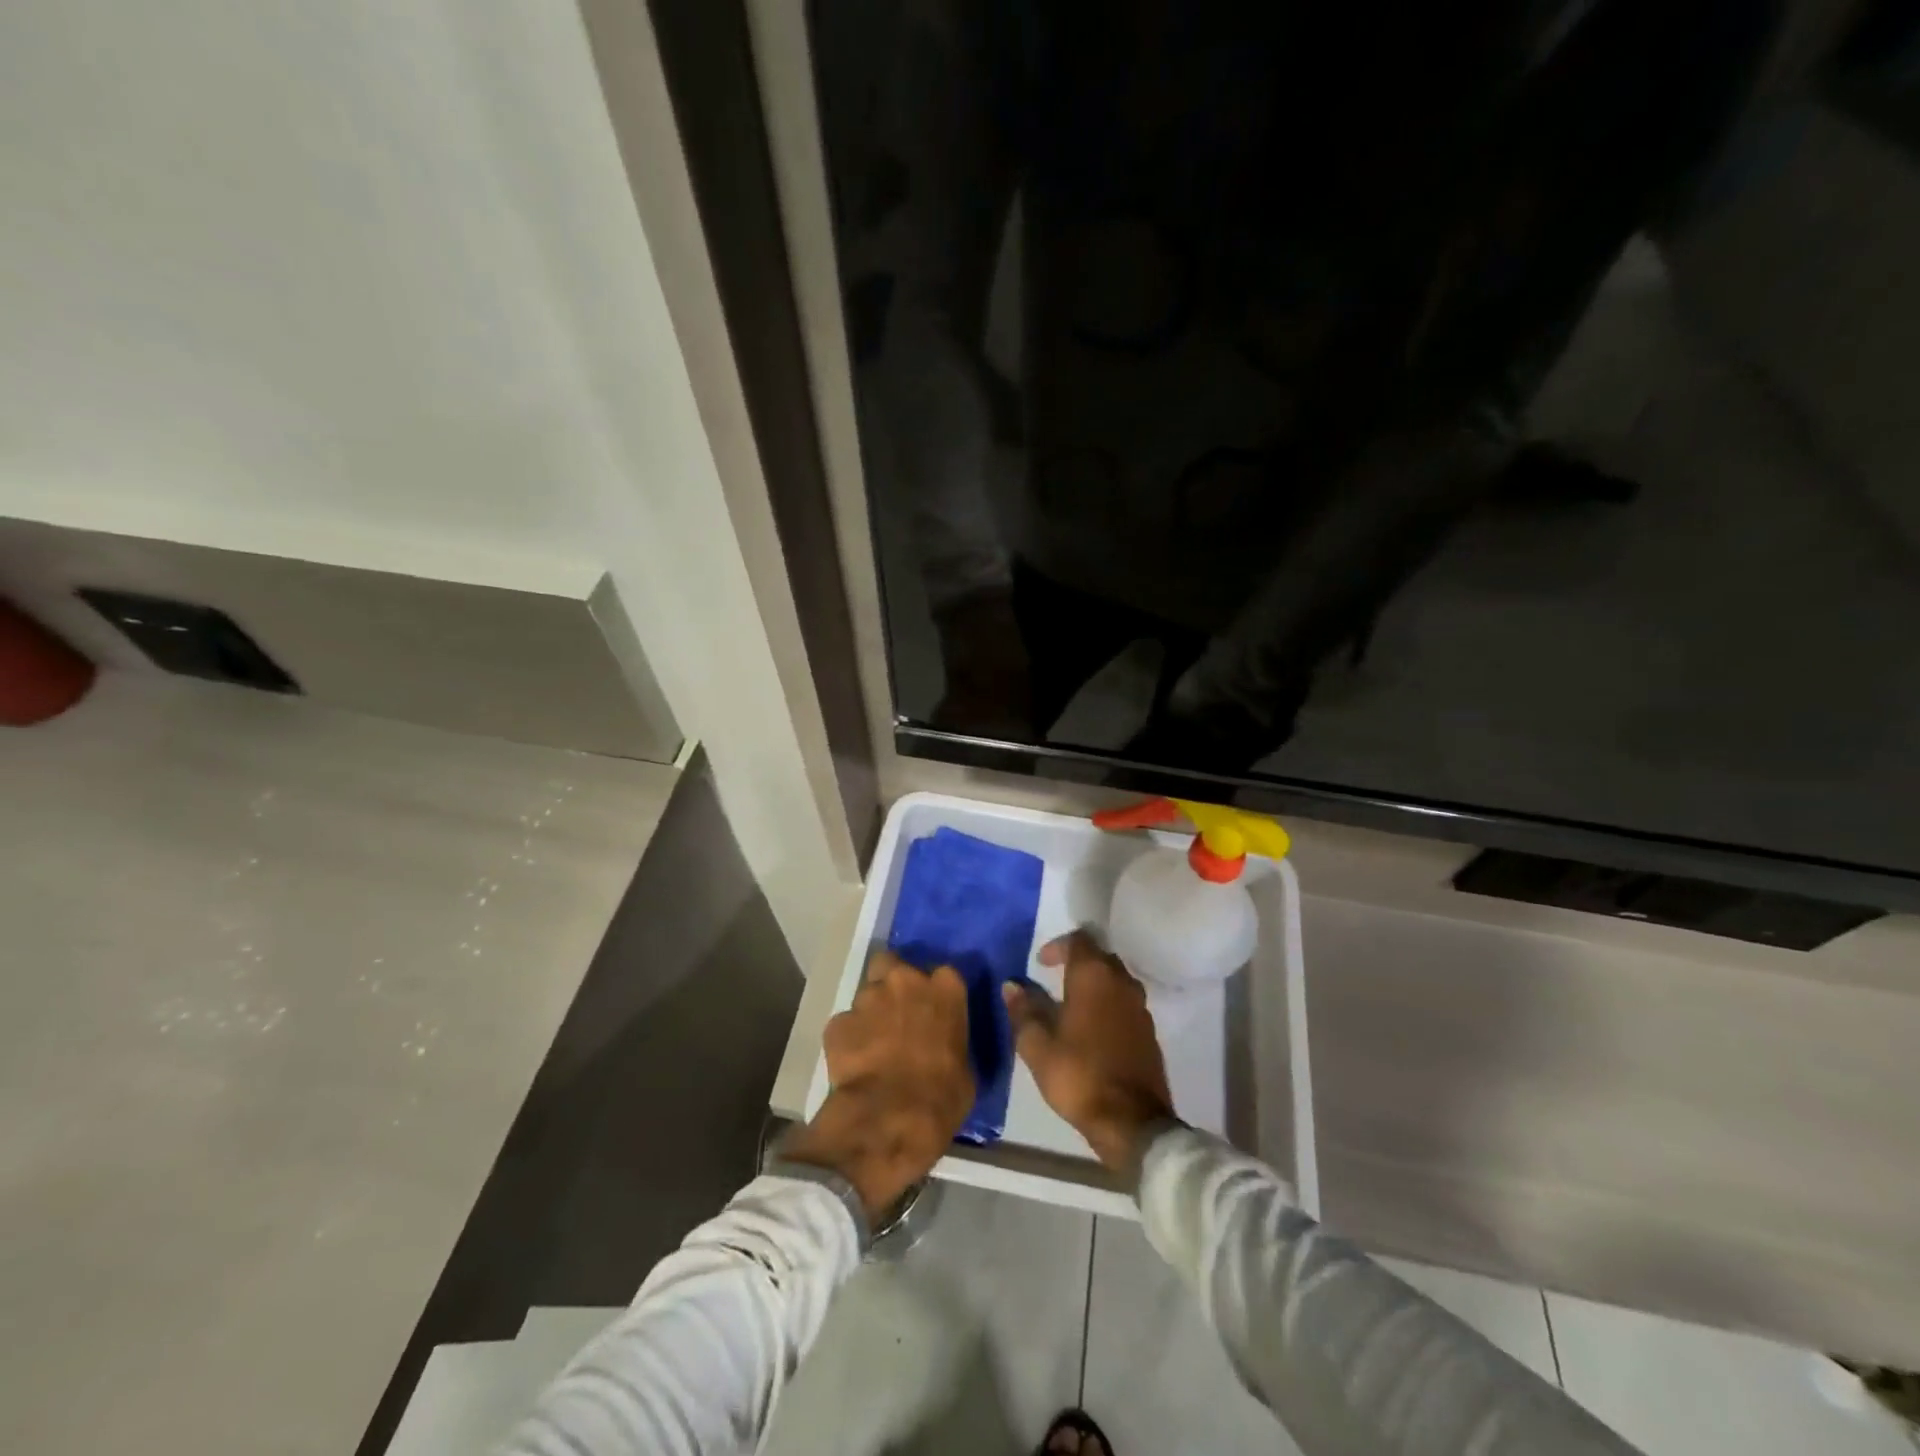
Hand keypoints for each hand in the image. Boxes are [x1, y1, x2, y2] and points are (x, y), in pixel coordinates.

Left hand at [781, 952, 974, 1218]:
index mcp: (945, 989)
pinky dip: (848, 1040)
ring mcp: (868, 998)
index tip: (933, 1011)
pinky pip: (844, 1025)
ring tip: (872, 1046)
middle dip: (891, 982)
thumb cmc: (942, 1097)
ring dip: (870, 1014)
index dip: (934, 992)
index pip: (943, 975)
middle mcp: (905, 981)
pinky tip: (853, 1065)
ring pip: (866, 995)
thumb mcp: (966, 1070)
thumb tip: (943, 1046)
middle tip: (895, 1013)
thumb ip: (952, 1042)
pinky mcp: (837, 1022)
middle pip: (892, 965)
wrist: (890, 1120)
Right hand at [1003, 930, 1173, 1174]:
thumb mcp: (1037, 1046)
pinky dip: (1109, 1005)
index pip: (1079, 940)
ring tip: (1071, 1004)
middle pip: (1100, 957)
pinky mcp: (1149, 1032)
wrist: (1132, 1122)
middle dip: (1077, 962)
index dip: (1058, 946)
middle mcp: (1121, 982)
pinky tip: (1093, 1028)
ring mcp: (1140, 1007)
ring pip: (1115, 980)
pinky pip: (1126, 1004)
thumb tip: (1011, 986)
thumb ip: (1024, 1011)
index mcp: (1094, 977)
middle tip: (1053, 979)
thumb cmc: (1079, 1076)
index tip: (1040, 964)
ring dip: (1095, 984)